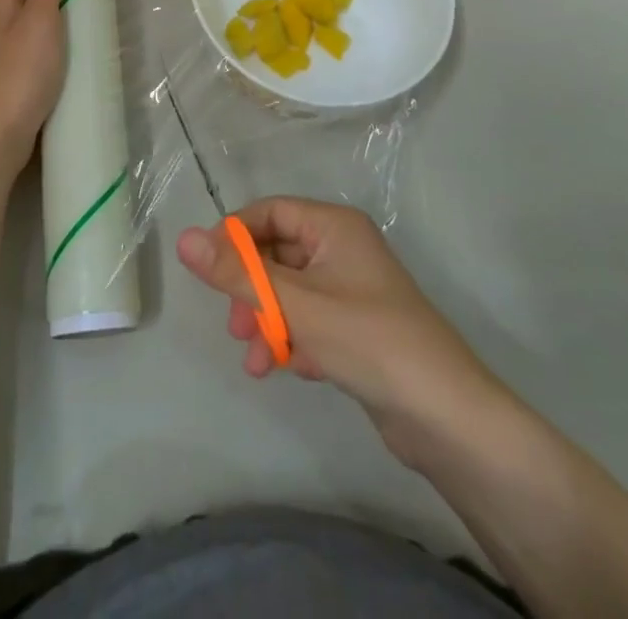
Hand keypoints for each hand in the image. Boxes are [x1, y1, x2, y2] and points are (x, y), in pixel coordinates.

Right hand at [176, 197, 510, 464]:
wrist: (445, 417)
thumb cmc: (367, 340)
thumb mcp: (295, 304)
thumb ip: (237, 273)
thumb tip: (183, 238)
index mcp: (333, 226)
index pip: (270, 211)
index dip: (235, 236)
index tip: (208, 270)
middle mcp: (343, 248)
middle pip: (277, 254)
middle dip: (251, 289)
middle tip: (235, 324)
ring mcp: (352, 289)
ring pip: (290, 292)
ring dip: (267, 320)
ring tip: (255, 358)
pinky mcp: (357, 327)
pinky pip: (310, 320)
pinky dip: (292, 339)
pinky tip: (289, 369)